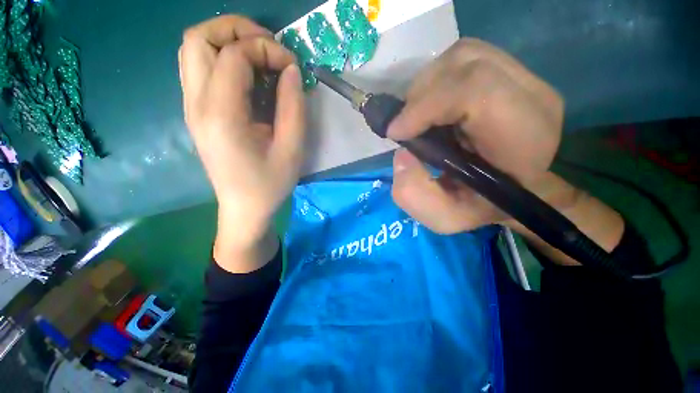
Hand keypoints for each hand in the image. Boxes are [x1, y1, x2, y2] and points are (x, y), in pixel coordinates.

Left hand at [179, 16, 304, 270]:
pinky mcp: (196, 112)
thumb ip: (293, 106)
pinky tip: (248, 76)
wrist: (244, 208)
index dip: (266, 49)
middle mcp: (196, 104)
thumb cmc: (270, 184)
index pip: (233, 55)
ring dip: (227, 41)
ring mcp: (191, 107)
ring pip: (193, 49)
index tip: (291, 66)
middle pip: (198, 38)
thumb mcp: (292, 149)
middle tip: (269, 48)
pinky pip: (199, 68)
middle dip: (236, 30)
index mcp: (221, 115)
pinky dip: (223, 58)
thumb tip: (291, 70)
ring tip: (259, 57)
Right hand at [388, 38, 570, 233]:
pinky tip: (433, 105)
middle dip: (421, 95)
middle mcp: (532, 97)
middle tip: (405, 126)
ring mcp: (525, 78)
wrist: (515, 187)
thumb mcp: (444, 217)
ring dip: (428, 85)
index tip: (397, 132)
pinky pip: (466, 57)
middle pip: (466, 64)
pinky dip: (438, 78)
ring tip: (418, 117)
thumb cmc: (482, 206)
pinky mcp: (512, 71)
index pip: (476, 91)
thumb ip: (415, 195)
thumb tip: (402, 154)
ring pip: (464, 56)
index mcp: (524, 138)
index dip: (426, 105)